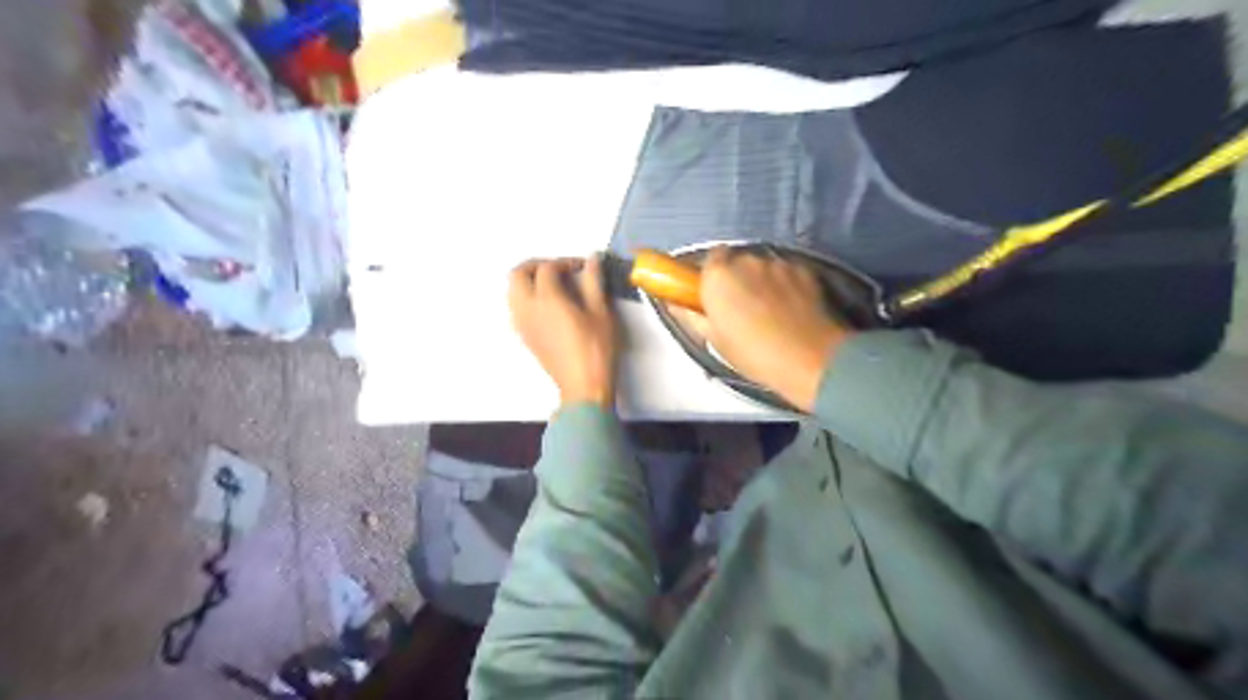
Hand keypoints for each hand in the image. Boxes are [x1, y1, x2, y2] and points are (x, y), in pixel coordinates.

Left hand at [508, 257, 619, 409]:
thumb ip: (593, 282)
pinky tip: (547, 305)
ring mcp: (523, 324)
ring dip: (527, 281)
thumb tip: (591, 260)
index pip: (547, 268)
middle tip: (558, 270)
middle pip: (518, 274)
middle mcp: (528, 309)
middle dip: (536, 265)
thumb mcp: (601, 312)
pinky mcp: (524, 337)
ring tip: (551, 286)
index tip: (581, 267)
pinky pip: (515, 308)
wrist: (583, 385)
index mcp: (547, 299)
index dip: (564, 262)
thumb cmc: (596, 349)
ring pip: (512, 291)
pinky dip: (526, 297)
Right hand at [701, 246, 847, 409]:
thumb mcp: (714, 341)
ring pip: (762, 267)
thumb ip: (691, 316)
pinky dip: (784, 285)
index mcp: (718, 277)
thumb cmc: (754, 354)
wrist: (809, 359)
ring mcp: (778, 264)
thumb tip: (676, 305)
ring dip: (761, 282)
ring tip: (767, 313)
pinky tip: (788, 310)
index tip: (711, 295)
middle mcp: (746, 261)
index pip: (707, 260)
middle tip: (739, 309)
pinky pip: (785, 273)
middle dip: (736, 279)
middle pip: (736, 262)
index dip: (710, 277)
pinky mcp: (804, 270)